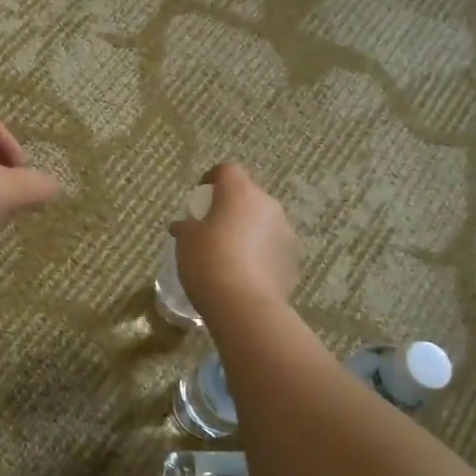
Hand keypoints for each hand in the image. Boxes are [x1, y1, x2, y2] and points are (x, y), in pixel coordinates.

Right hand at [170, 163, 300, 323]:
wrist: (244, 305)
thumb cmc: (208, 262)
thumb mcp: (186, 242)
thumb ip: (186, 228)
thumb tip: (182, 225)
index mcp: (239, 193)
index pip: (228, 170)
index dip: (213, 178)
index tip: (201, 194)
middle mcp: (267, 206)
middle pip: (248, 196)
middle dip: (232, 207)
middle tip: (213, 228)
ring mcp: (286, 232)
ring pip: (264, 222)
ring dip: (249, 230)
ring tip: (231, 254)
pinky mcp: (293, 259)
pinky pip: (273, 248)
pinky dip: (261, 254)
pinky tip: (246, 274)